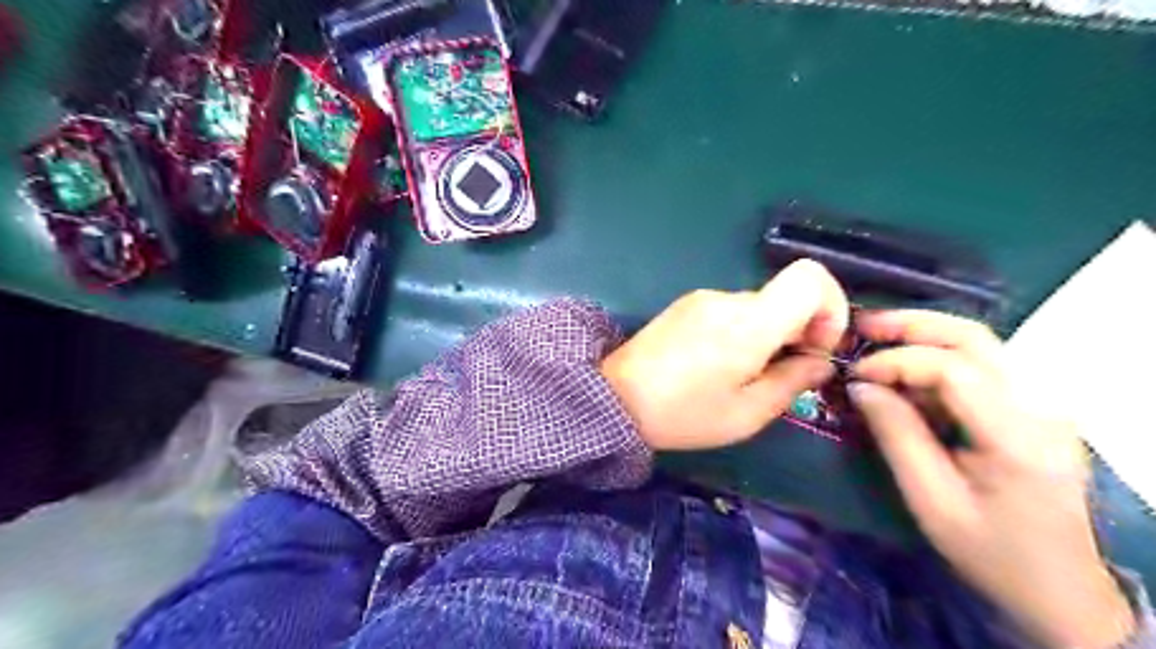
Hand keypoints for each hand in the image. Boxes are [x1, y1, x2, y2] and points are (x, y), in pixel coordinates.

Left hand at [600, 257, 850, 451]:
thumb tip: (820, 361)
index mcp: (748, 323)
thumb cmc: (683, 414)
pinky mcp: (686, 305)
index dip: (831, 306)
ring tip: (743, 375)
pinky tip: (718, 364)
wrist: (614, 399)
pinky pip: (730, 310)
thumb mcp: (747, 413)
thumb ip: (793, 382)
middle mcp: (727, 299)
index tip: (817, 347)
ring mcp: (702, 298)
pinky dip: (742, 331)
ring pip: (758, 307)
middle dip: (798, 332)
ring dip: (767, 335)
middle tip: (781, 374)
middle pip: (784, 298)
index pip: (810, 277)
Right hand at [848, 309, 1134, 647]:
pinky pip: (981, 367)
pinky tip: (904, 373)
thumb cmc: (991, 552)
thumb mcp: (930, 499)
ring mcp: (1042, 405)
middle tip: (861, 325)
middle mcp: (1040, 407)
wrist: (1060, 590)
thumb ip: (896, 435)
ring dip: (923, 335)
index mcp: (1018, 436)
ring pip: (980, 344)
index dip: (896, 360)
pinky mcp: (1033, 409)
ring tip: (875, 337)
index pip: (954, 368)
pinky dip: (936, 359)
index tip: (854, 374)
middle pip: (974, 338)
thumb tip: (861, 386)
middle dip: (911, 325)